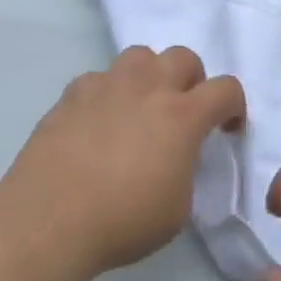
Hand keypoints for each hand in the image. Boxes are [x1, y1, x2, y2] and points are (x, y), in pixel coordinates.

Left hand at [0, 46, 244, 276]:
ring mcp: (107, 86)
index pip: (226, 89)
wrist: (46, 224)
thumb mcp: (178, 208)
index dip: (233, 106)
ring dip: (149, 75)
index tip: (225, 129)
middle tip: (182, 111)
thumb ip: (187, 170)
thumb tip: (177, 158)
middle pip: (184, 57)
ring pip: (139, 56)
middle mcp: (149, 88)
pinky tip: (97, 121)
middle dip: (191, 80)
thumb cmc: (122, 222)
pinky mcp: (71, 96)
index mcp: (183, 116)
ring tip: (139, 106)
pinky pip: (98, 79)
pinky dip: (105, 93)